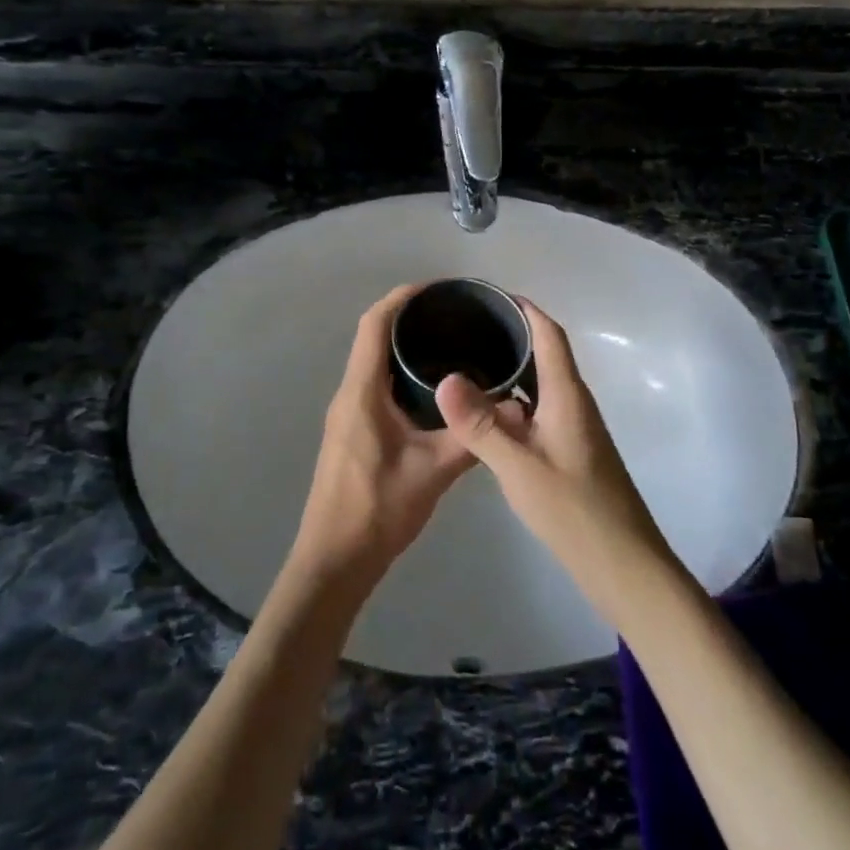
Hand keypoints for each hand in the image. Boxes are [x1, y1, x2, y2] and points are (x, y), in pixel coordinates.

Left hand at [289, 285, 475, 592]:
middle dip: (408, 318)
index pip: (374, 325)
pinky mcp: (352, 432)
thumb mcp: (433, 471)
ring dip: (402, 347)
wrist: (334, 562)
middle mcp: (349, 394)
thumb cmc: (378, 509)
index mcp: (362, 392)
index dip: (401, 298)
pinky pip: (375, 386)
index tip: (436, 288)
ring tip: (448, 342)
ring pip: (373, 363)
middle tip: (453, 315)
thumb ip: (474, 436)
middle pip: (373, 338)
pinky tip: (432, 389)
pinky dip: (399, 374)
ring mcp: (347, 414)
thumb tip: (515, 408)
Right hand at [436, 302, 680, 623]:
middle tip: (466, 327)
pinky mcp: (571, 451)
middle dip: (511, 335)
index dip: (524, 309)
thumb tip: (445, 379)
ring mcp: (574, 428)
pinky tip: (487, 414)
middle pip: (545, 353)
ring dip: (512, 369)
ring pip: (541, 384)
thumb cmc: (574, 510)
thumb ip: (480, 425)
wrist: (623, 565)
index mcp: (567, 394)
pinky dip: (514, 401)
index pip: (549, 334)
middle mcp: (574, 402)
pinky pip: (539, 410)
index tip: (489, 295)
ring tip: (469, 361)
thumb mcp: (519, 467)